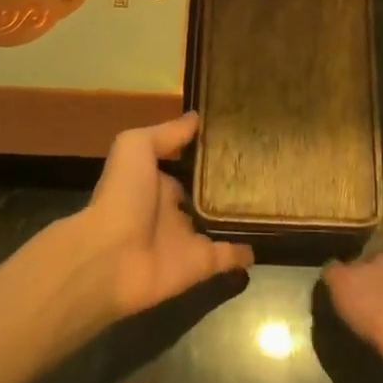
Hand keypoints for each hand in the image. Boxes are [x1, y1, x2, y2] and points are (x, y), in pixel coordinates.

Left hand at [51, 113, 252, 322]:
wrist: (109, 258)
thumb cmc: (122, 196)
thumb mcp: (136, 147)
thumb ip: (166, 134)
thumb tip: (197, 117)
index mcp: (155, 181)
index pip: (185, 164)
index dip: (205, 153)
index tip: (236, 138)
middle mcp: (171, 209)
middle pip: (204, 195)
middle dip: (227, 184)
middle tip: (263, 167)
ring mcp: (186, 239)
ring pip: (219, 225)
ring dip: (239, 216)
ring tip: (273, 199)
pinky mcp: (200, 265)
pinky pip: (227, 257)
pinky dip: (245, 252)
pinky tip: (265, 239)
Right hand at [323, 184, 382, 382]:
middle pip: (381, 247)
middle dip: (369, 233)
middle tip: (349, 204)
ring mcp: (370, 278)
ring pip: (355, 257)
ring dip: (343, 240)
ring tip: (326, 210)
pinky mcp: (343, 288)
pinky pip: (330, 271)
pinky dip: (323, 263)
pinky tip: (315, 237)